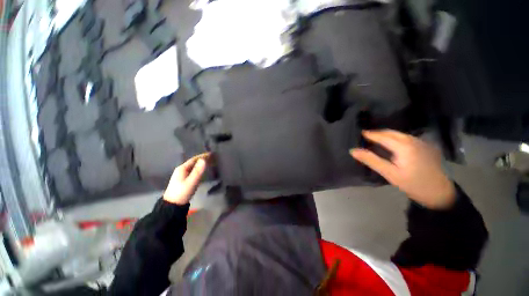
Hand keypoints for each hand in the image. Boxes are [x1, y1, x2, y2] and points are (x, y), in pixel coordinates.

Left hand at [163, 153, 209, 204]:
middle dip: (203, 159)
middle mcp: (181, 170)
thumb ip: (198, 171)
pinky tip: (203, 170)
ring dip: (201, 164)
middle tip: (213, 158)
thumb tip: (204, 160)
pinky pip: (193, 171)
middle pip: (194, 162)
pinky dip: (199, 169)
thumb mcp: (191, 182)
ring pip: (194, 167)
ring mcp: (182, 175)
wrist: (172, 205)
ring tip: (210, 163)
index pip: (194, 159)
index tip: (212, 154)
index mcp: (182, 168)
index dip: (203, 156)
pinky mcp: (183, 180)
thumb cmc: (182, 192)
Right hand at [350, 130, 455, 209]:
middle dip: (378, 132)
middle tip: (366, 135)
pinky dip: (395, 138)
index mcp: (404, 146)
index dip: (371, 134)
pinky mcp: (426, 146)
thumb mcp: (389, 173)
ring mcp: (421, 142)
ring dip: (387, 134)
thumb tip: (353, 151)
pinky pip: (406, 138)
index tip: (360, 133)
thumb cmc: (412, 184)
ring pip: (400, 134)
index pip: (383, 136)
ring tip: (376, 138)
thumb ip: (371, 160)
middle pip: (392, 133)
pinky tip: (391, 143)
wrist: (440, 193)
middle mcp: (413, 140)